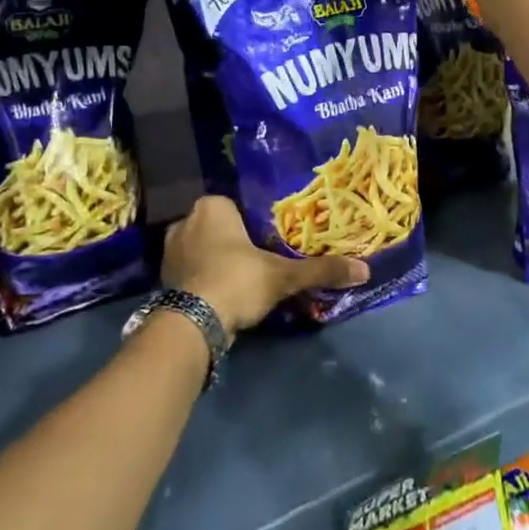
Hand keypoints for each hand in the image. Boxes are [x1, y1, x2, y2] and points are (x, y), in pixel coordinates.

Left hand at [162, 196, 367, 335]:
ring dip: (219, 261)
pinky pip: (191, 270)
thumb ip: (320, 270)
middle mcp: (186, 220)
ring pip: (204, 249)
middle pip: (220, 227)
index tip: (270, 242)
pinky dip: (205, 279)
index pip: (238, 206)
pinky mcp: (164, 277)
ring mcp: (171, 249)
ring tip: (242, 280)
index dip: (255, 224)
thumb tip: (364, 270)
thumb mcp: (283, 275)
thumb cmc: (237, 281)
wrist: (193, 323)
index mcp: (212, 206)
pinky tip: (222, 294)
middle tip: (260, 261)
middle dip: (236, 243)